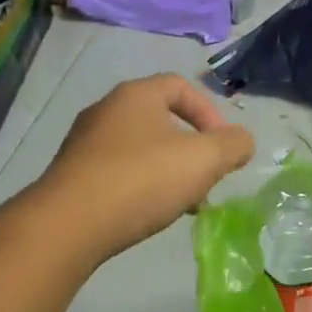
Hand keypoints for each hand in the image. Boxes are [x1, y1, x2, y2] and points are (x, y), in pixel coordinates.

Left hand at [35, 74, 254, 261]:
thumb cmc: (142, 180)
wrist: (70, 224)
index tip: (222, 146)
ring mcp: (84, 143)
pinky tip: (148, 213)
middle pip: (161, 120)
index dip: (210, 113)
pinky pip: (118, 172)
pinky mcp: (72, 175)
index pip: (180, 86)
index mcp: (136, 95)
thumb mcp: (204, 159)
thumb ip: (233, 145)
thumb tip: (241, 142)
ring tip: (182, 203)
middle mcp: (106, 110)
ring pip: (141, 149)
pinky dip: (141, 186)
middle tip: (205, 179)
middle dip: (191, 149)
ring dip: (168, 171)